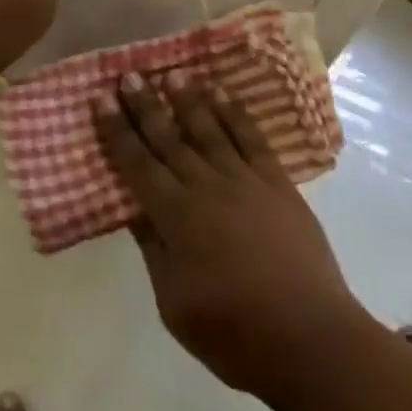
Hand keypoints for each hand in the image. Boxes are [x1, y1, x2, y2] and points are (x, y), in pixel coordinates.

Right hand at [94, 73, 368, 400]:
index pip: (137, 164)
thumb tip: (133, 208)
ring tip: (172, 72)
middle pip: (168, 137)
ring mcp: (243, 179)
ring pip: (208, 127)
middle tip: (129, 75)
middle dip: (145, 105)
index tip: (101, 99)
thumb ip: (154, 250)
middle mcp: (205, 186)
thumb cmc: (234, 334)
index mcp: (175, 217)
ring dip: (188, 98)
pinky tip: (221, 91)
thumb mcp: (175, 305)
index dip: (117, 130)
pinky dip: (234, 111)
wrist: (309, 339)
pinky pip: (250, 136)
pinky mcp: (276, 181)